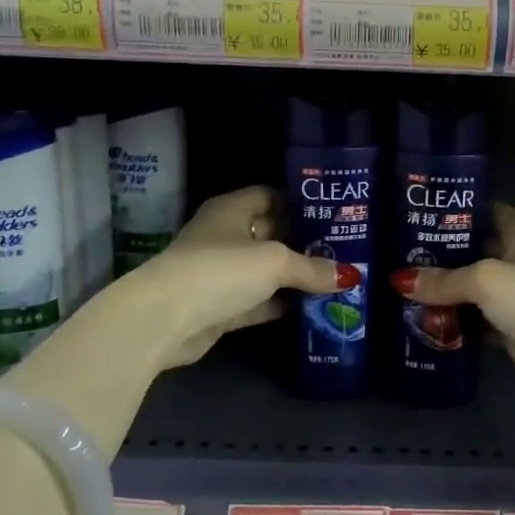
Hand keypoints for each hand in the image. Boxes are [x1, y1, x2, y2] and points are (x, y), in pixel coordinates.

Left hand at [119, 186, 347, 369]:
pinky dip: (282, 304)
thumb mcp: (274, 262)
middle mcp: (226, 236)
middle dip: (304, 242)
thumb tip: (349, 276)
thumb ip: (311, 268)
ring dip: (295, 277)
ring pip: (266, 270)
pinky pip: (259, 301)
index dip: (300, 202)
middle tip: (343, 249)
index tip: (332, 213)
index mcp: (232, 210)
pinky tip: (313, 308)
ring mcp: (222, 273)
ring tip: (336, 279)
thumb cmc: (221, 269)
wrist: (165, 319)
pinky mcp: (221, 307)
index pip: (270, 195)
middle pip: (271, 233)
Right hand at [392, 204, 514, 417]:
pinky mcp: (509, 329)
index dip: (453, 209)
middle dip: (437, 252)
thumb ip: (445, 279)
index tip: (414, 210)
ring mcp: (513, 296)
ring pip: (469, 287)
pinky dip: (451, 321)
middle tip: (392, 252)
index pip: (484, 210)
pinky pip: (473, 320)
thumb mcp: (487, 280)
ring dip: (440, 290)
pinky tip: (418, 320)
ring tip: (396, 285)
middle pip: (471, 250)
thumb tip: (399, 280)